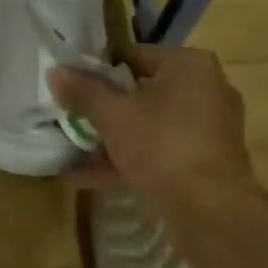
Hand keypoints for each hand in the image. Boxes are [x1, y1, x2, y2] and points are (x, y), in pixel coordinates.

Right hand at [49, 43, 258, 208]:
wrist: (211, 212)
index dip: (98, 68)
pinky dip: (127, 160)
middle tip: (70, 115)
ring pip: (149, 125)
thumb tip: (55, 71)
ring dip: (112, 138)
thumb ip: (84, 92)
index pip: (134, 55)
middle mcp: (205, 90)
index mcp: (190, 65)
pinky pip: (159, 153)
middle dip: (104, 108)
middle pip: (142, 91)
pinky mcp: (204, 163)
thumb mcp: (114, 115)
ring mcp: (207, 130)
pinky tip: (84, 176)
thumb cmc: (163, 145)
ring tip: (71, 147)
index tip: (70, 84)